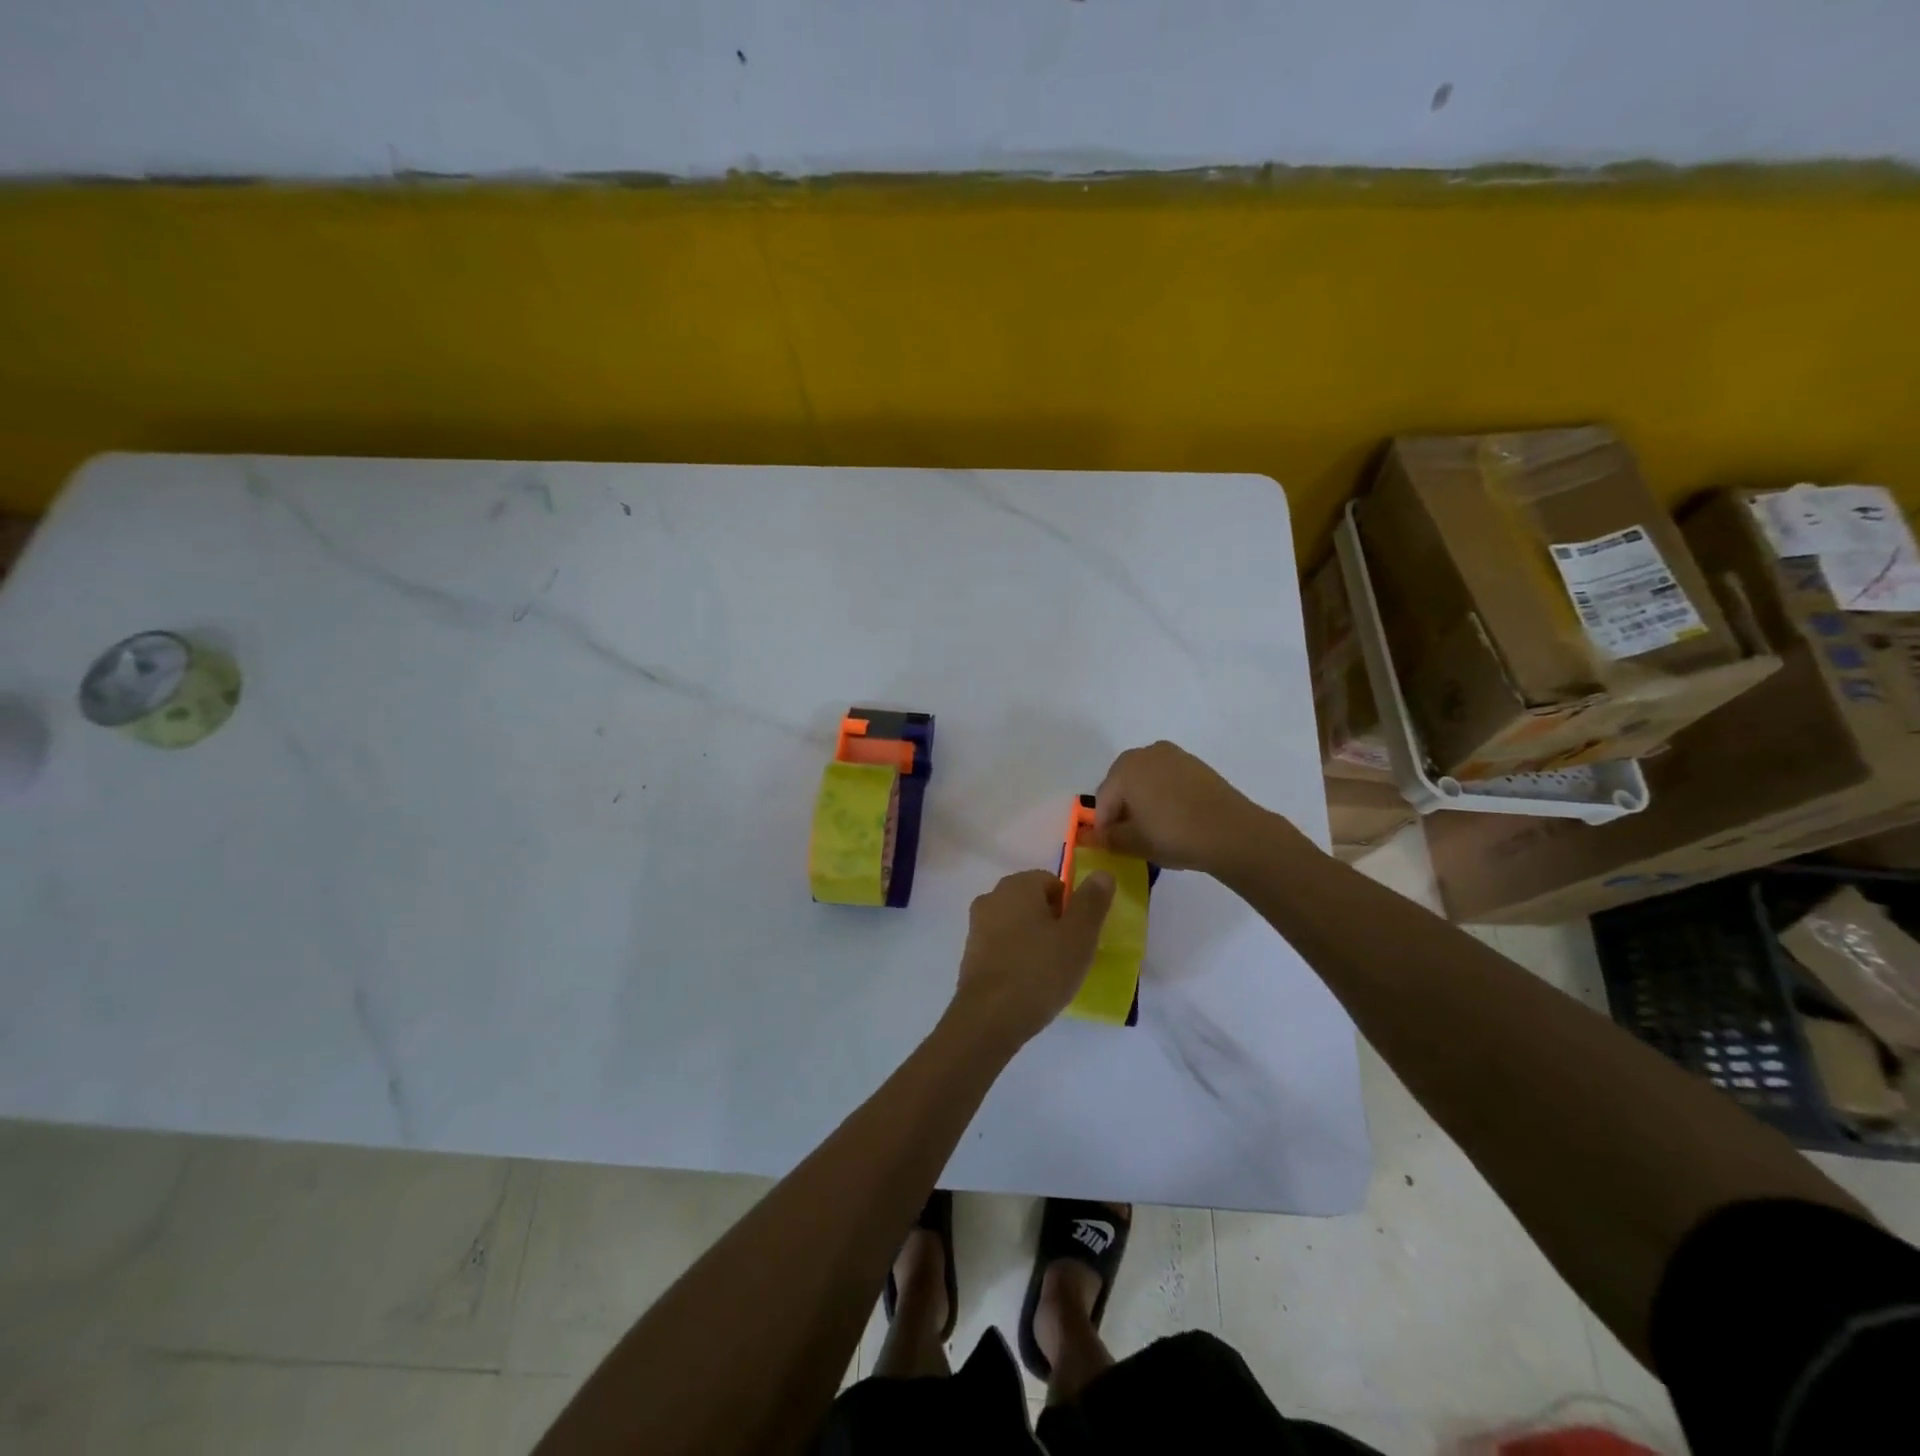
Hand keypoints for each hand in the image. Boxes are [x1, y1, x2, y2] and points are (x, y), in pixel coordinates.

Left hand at [950, 869, 1114, 1047]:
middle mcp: (992, 897)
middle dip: (1053, 924)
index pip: (1053, 882)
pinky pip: (1003, 947)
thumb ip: (1091, 901)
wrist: (989, 1018)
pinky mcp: (971, 954)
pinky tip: (1029, 984)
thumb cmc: (1040, 971)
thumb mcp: (1079, 936)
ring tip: (1051, 973)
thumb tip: (1102, 873)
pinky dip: (1017, 958)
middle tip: (1070, 955)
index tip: (1080, 936)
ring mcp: (977, 926)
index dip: (1072, 908)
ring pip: (1017, 925)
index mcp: (1017, 885)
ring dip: (1035, 941)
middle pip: (1033, 902)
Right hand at [1093, 740, 1277, 874]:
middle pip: (1123, 784)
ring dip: (1144, 801)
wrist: (1232, 832)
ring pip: (1147, 780)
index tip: (1111, 845)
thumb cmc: (1174, 835)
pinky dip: (1165, 796)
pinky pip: (1169, 780)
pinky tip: (1174, 818)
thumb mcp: (1134, 843)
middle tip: (1130, 836)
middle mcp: (1146, 753)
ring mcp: (1174, 755)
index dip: (1104, 825)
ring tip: (1154, 828)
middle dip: (1123, 808)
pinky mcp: (1196, 765)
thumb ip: (1109, 838)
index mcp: (1125, 768)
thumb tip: (1097, 836)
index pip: (1103, 799)